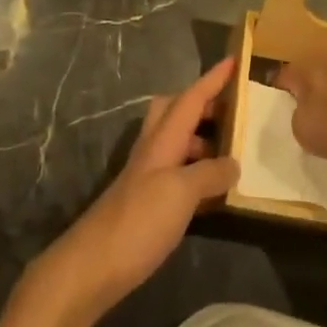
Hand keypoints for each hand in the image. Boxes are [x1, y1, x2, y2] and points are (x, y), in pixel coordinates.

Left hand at [29, 59, 239, 324]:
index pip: (191, 99)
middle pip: (175, 111)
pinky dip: (197, 172)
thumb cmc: (138, 221)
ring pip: (177, 142)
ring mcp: (147, 177)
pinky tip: (214, 193)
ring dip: (203, 140)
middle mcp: (153, 151)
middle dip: (203, 105)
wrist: (92, 267)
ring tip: (233, 156)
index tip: (234, 60)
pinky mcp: (147, 203)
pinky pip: (178, 173)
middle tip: (234, 113)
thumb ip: (209, 173)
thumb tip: (234, 163)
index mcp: (162, 140)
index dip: (213, 79)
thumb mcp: (181, 193)